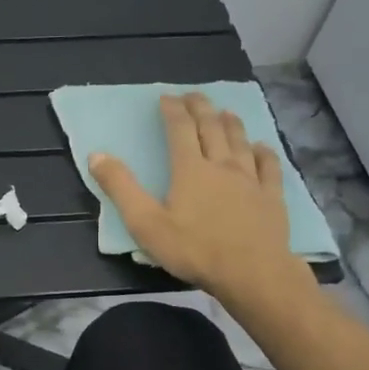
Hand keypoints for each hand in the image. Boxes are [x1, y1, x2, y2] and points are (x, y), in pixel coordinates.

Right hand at [88, 92, 315, 327]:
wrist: (253, 274)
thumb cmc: (194, 250)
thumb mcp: (145, 223)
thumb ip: (120, 188)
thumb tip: (96, 156)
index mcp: (190, 169)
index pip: (180, 130)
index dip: (172, 110)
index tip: (166, 97)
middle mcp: (222, 165)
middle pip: (211, 128)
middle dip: (200, 108)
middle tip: (193, 95)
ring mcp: (251, 180)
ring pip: (241, 142)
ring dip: (231, 124)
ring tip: (225, 112)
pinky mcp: (272, 198)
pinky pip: (269, 167)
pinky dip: (264, 153)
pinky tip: (261, 147)